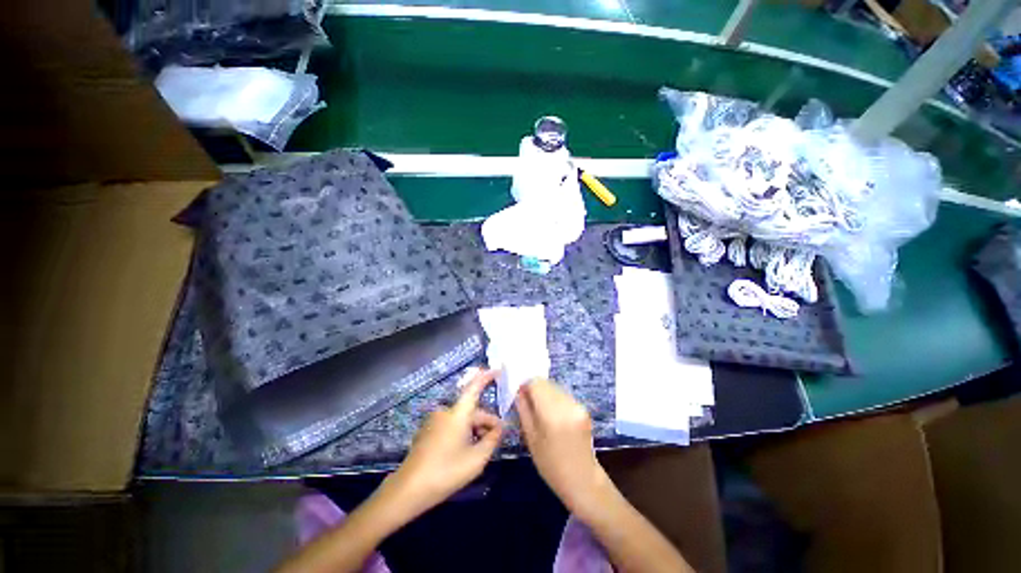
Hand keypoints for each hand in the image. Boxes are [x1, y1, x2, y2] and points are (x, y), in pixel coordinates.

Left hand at [380, 369, 502, 520]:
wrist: (408, 490)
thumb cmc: (446, 472)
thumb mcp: (477, 459)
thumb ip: (492, 440)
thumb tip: (500, 428)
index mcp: (458, 413)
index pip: (474, 387)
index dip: (486, 377)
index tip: (497, 370)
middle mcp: (445, 412)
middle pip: (471, 410)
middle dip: (486, 421)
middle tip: (498, 437)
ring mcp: (434, 421)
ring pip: (462, 419)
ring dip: (475, 429)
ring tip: (482, 448)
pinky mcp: (428, 432)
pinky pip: (451, 425)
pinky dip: (462, 432)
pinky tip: (466, 451)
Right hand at [515, 379, 611, 516]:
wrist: (583, 480)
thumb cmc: (551, 465)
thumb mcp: (531, 438)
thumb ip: (524, 410)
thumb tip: (519, 391)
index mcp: (552, 413)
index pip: (536, 383)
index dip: (526, 385)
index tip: (520, 395)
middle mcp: (567, 404)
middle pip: (546, 383)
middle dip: (535, 389)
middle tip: (528, 403)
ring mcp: (577, 405)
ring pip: (555, 387)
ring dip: (545, 393)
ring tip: (541, 412)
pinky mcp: (583, 408)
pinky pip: (564, 395)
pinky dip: (555, 399)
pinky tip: (554, 416)